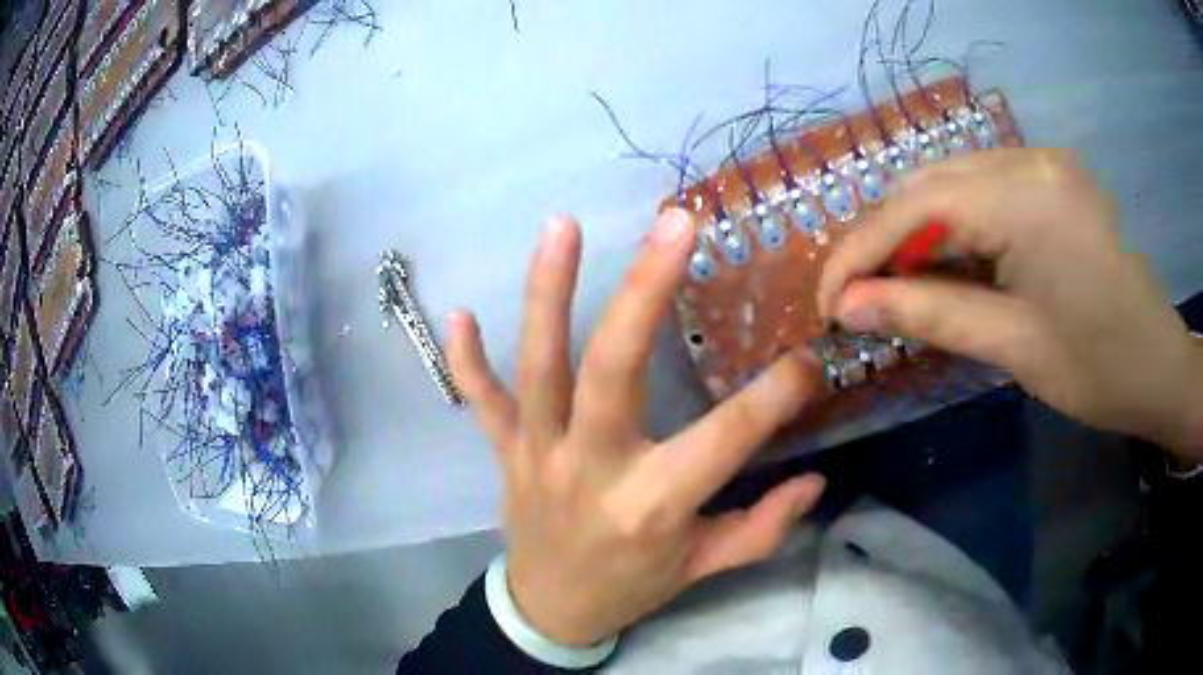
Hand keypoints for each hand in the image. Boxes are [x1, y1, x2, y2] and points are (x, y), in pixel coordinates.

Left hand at [447, 210, 825, 646]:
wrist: (550, 611)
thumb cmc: (632, 587)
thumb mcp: (703, 566)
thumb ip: (761, 529)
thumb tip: (815, 481)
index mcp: (653, 505)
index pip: (725, 439)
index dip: (773, 396)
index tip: (807, 358)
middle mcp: (592, 469)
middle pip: (613, 371)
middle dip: (644, 293)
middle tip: (674, 224)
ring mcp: (537, 455)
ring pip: (540, 367)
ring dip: (549, 293)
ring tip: (564, 225)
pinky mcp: (505, 452)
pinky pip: (480, 402)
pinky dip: (466, 361)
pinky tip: (459, 313)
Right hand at [818, 149, 1202, 457]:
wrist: (1160, 367)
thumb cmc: (1099, 371)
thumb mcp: (1013, 347)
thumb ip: (929, 314)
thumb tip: (848, 307)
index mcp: (1026, 200)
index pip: (915, 207)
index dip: (858, 251)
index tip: (826, 301)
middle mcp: (1028, 159)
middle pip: (928, 183)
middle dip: (882, 238)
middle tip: (857, 294)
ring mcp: (1042, 161)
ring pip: (951, 180)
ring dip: (915, 229)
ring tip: (894, 280)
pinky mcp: (1051, 175)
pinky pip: (983, 186)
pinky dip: (953, 222)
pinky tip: (947, 260)